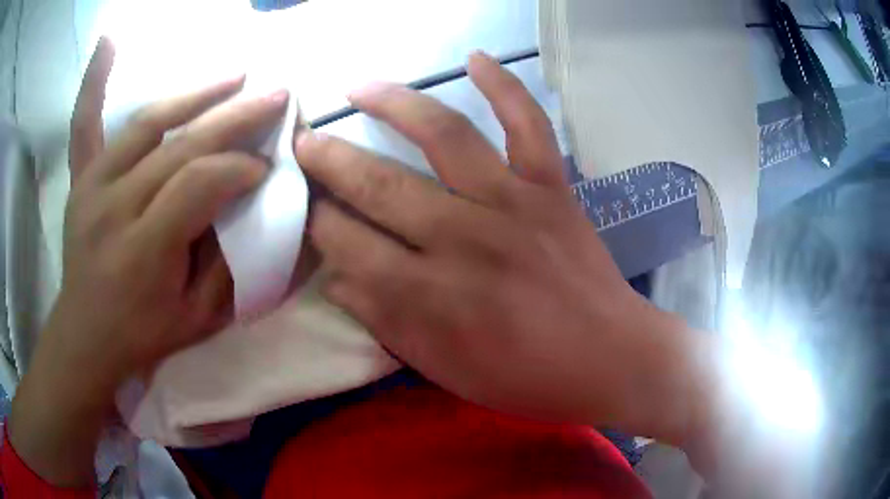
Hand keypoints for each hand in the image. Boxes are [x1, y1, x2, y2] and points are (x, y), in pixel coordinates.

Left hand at [9, 38, 287, 485]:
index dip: (240, 170)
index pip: (199, 186)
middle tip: (277, 96)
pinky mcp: (80, 179)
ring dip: (195, 93)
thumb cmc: (144, 334)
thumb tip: (270, 212)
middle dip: (235, 119)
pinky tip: (108, 40)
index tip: (268, 169)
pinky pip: (84, 123)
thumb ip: (232, 264)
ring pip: (147, 123)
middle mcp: (113, 207)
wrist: (86, 336)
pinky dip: (93, 80)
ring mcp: (92, 186)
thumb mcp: (199, 319)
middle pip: (179, 146)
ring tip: (235, 74)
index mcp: (143, 251)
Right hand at [296, 52, 711, 448]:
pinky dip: (505, 85)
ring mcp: (513, 202)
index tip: (302, 206)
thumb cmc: (526, 376)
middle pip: (378, 185)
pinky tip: (475, 58)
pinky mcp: (553, 187)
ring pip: (443, 135)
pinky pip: (528, 124)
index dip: (315, 223)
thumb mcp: (443, 369)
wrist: (609, 357)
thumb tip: (335, 279)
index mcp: (430, 295)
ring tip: (358, 87)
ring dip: (393, 103)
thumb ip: (384, 322)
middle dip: (330, 161)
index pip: (347, 245)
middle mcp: (463, 238)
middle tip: (304, 143)